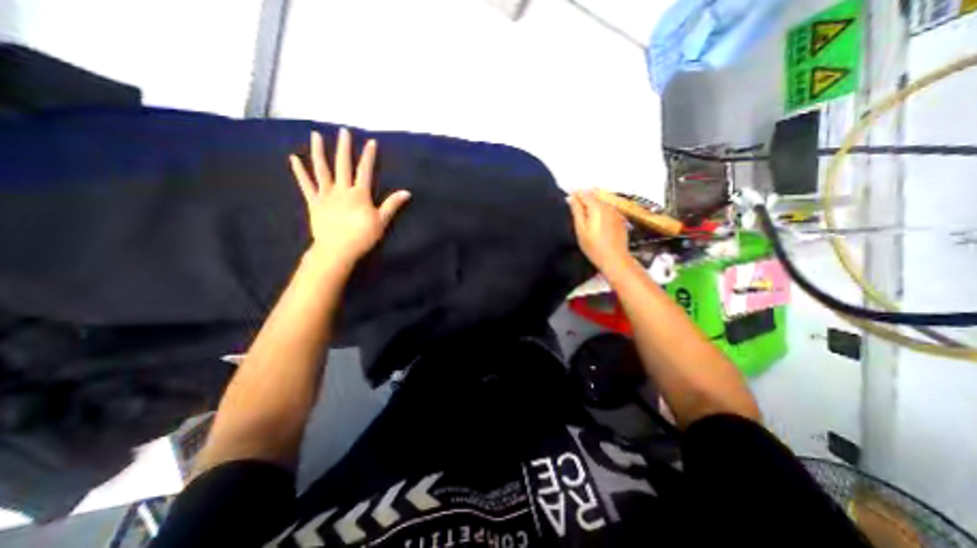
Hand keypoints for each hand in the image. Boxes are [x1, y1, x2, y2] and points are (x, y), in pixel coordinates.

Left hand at [289, 128, 411, 264]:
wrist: (337, 250)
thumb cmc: (362, 236)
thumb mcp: (381, 221)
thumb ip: (392, 205)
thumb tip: (407, 192)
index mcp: (359, 194)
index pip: (365, 171)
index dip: (368, 156)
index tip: (371, 142)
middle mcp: (341, 190)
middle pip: (343, 165)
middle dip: (344, 147)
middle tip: (343, 131)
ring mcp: (325, 195)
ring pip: (322, 170)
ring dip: (319, 152)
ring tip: (316, 136)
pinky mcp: (314, 202)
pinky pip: (306, 185)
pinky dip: (299, 172)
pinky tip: (294, 159)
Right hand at [566, 191, 633, 272]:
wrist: (615, 259)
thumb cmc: (594, 246)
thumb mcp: (581, 229)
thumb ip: (576, 211)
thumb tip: (571, 197)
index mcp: (597, 207)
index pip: (584, 194)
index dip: (575, 194)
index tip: (567, 197)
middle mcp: (608, 206)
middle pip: (594, 196)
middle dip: (583, 198)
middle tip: (573, 205)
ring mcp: (616, 212)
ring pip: (601, 202)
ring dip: (592, 204)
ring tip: (583, 213)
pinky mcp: (620, 220)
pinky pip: (608, 209)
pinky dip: (600, 210)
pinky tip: (596, 220)